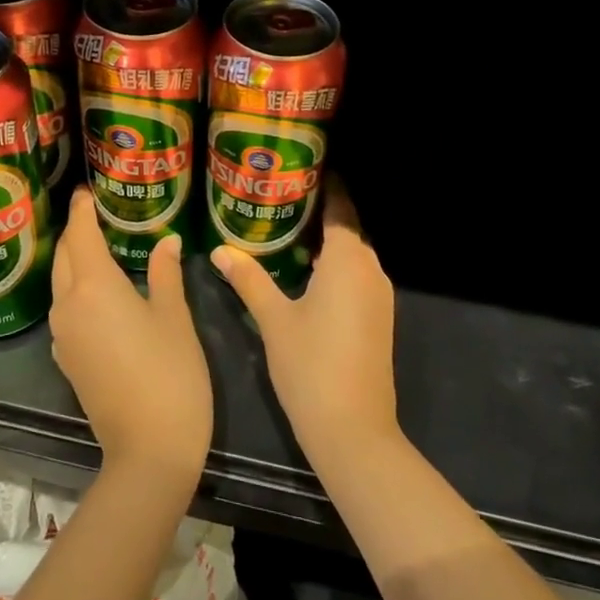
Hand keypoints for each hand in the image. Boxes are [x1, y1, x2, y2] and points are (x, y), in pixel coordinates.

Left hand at [49, 188, 213, 486]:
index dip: (82, 210)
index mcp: (94, 287)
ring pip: (61, 285)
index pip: (80, 235)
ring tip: (100, 246)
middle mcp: (68, 306)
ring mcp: (63, 336)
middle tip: (96, 214)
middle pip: (64, 258)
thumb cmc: (170, 373)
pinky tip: (100, 293)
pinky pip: (66, 311)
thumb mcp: (174, 317)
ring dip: (75, 262)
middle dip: (76, 233)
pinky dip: (77, 291)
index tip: (87, 191)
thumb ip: (164, 273)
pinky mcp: (67, 360)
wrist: (149, 450)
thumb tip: (165, 241)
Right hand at [210, 178, 398, 457]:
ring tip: (287, 230)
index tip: (300, 169)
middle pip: (348, 229)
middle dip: (320, 212)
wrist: (353, 430)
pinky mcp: (379, 319)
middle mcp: (371, 270)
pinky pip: (357, 277)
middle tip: (281, 198)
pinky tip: (306, 273)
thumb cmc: (310, 366)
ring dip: (327, 242)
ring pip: (353, 255)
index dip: (325, 186)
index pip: (341, 208)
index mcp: (348, 260)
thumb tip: (220, 250)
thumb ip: (249, 279)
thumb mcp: (273, 319)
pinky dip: (335, 266)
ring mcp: (380, 296)